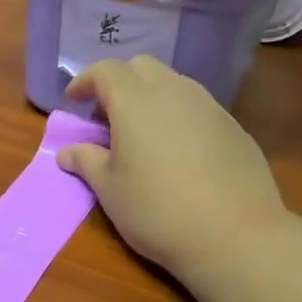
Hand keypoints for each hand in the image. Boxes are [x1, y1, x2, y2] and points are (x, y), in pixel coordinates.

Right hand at [57, 56, 288, 278]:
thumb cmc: (157, 210)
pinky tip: (176, 153)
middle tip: (106, 117)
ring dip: (150, 98)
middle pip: (141, 67)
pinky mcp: (233, 127)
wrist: (234, 235)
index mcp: (135, 102)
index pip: (105, 71)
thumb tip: (67, 152)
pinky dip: (176, 116)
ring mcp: (209, 106)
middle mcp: (174, 92)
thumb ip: (86, 162)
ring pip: (172, 84)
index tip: (74, 100)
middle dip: (119, 83)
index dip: (85, 80)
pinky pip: (196, 107)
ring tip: (141, 135)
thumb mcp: (109, 190)